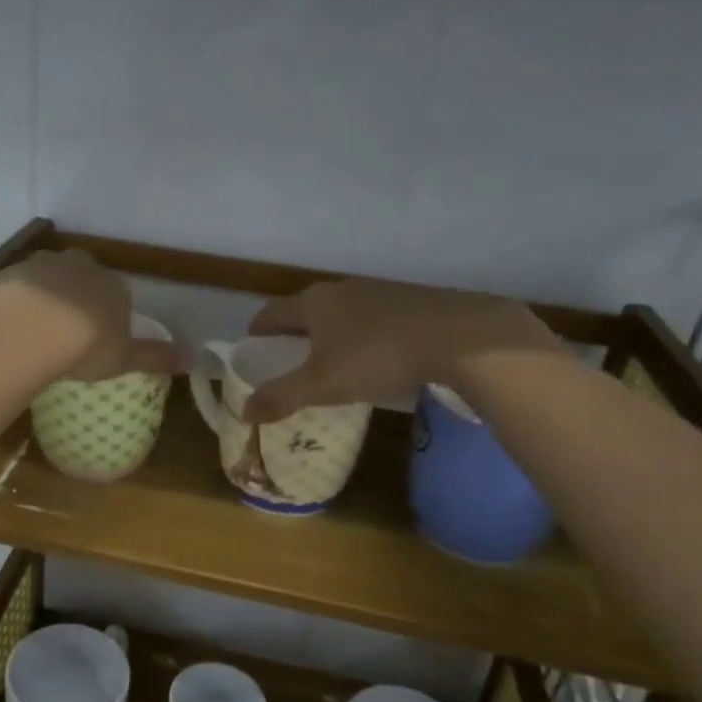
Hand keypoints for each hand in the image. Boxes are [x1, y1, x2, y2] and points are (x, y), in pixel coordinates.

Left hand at [0, 250, 182, 381]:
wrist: (32, 330)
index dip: (109, 314)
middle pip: (85, 277)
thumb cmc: (87, 346)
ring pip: (51, 275)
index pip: (119, 294)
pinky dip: (19, 299)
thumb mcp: (126, 358)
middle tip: (69, 329)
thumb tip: (194, 357)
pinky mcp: (14, 271)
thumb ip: (156, 357)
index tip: (99, 337)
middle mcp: (84, 267)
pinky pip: (20, 284)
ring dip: (48, 294)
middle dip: (80, 296)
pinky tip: (14, 322)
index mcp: (115, 287)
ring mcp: (46, 265)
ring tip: (39, 327)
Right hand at [242, 279, 561, 422]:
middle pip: (307, 310)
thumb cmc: (376, 356)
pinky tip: (376, 356)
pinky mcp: (410, 301)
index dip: (259, 330)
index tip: (252, 344)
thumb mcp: (322, 384)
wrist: (457, 336)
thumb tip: (243, 411)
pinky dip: (362, 334)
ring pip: (342, 312)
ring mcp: (379, 292)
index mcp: (314, 302)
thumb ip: (282, 397)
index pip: (272, 313)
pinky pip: (372, 318)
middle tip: (289, 358)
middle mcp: (342, 289)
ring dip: (330, 332)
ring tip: (332, 359)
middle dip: (294, 332)